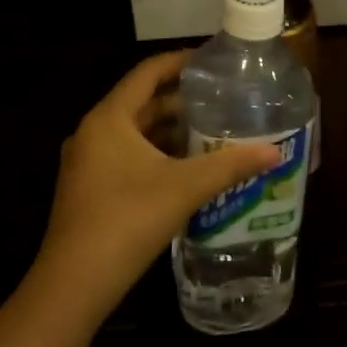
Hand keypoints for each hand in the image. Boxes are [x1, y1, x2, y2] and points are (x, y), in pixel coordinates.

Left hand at [30, 51, 281, 321]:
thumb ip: (229, 166)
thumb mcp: (184, 188)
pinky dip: (156, 154)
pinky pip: (126, 156)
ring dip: (169, 130)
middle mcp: (93, 133)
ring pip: (134, 133)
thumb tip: (274, 152)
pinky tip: (186, 169)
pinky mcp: (89, 190)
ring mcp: (87, 163)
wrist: (72, 286)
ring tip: (211, 130)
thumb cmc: (126, 221)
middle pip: (141, 102)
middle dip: (181, 99)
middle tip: (221, 98)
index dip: (179, 61)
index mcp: (109, 119)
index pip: (147, 73)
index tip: (212, 60)